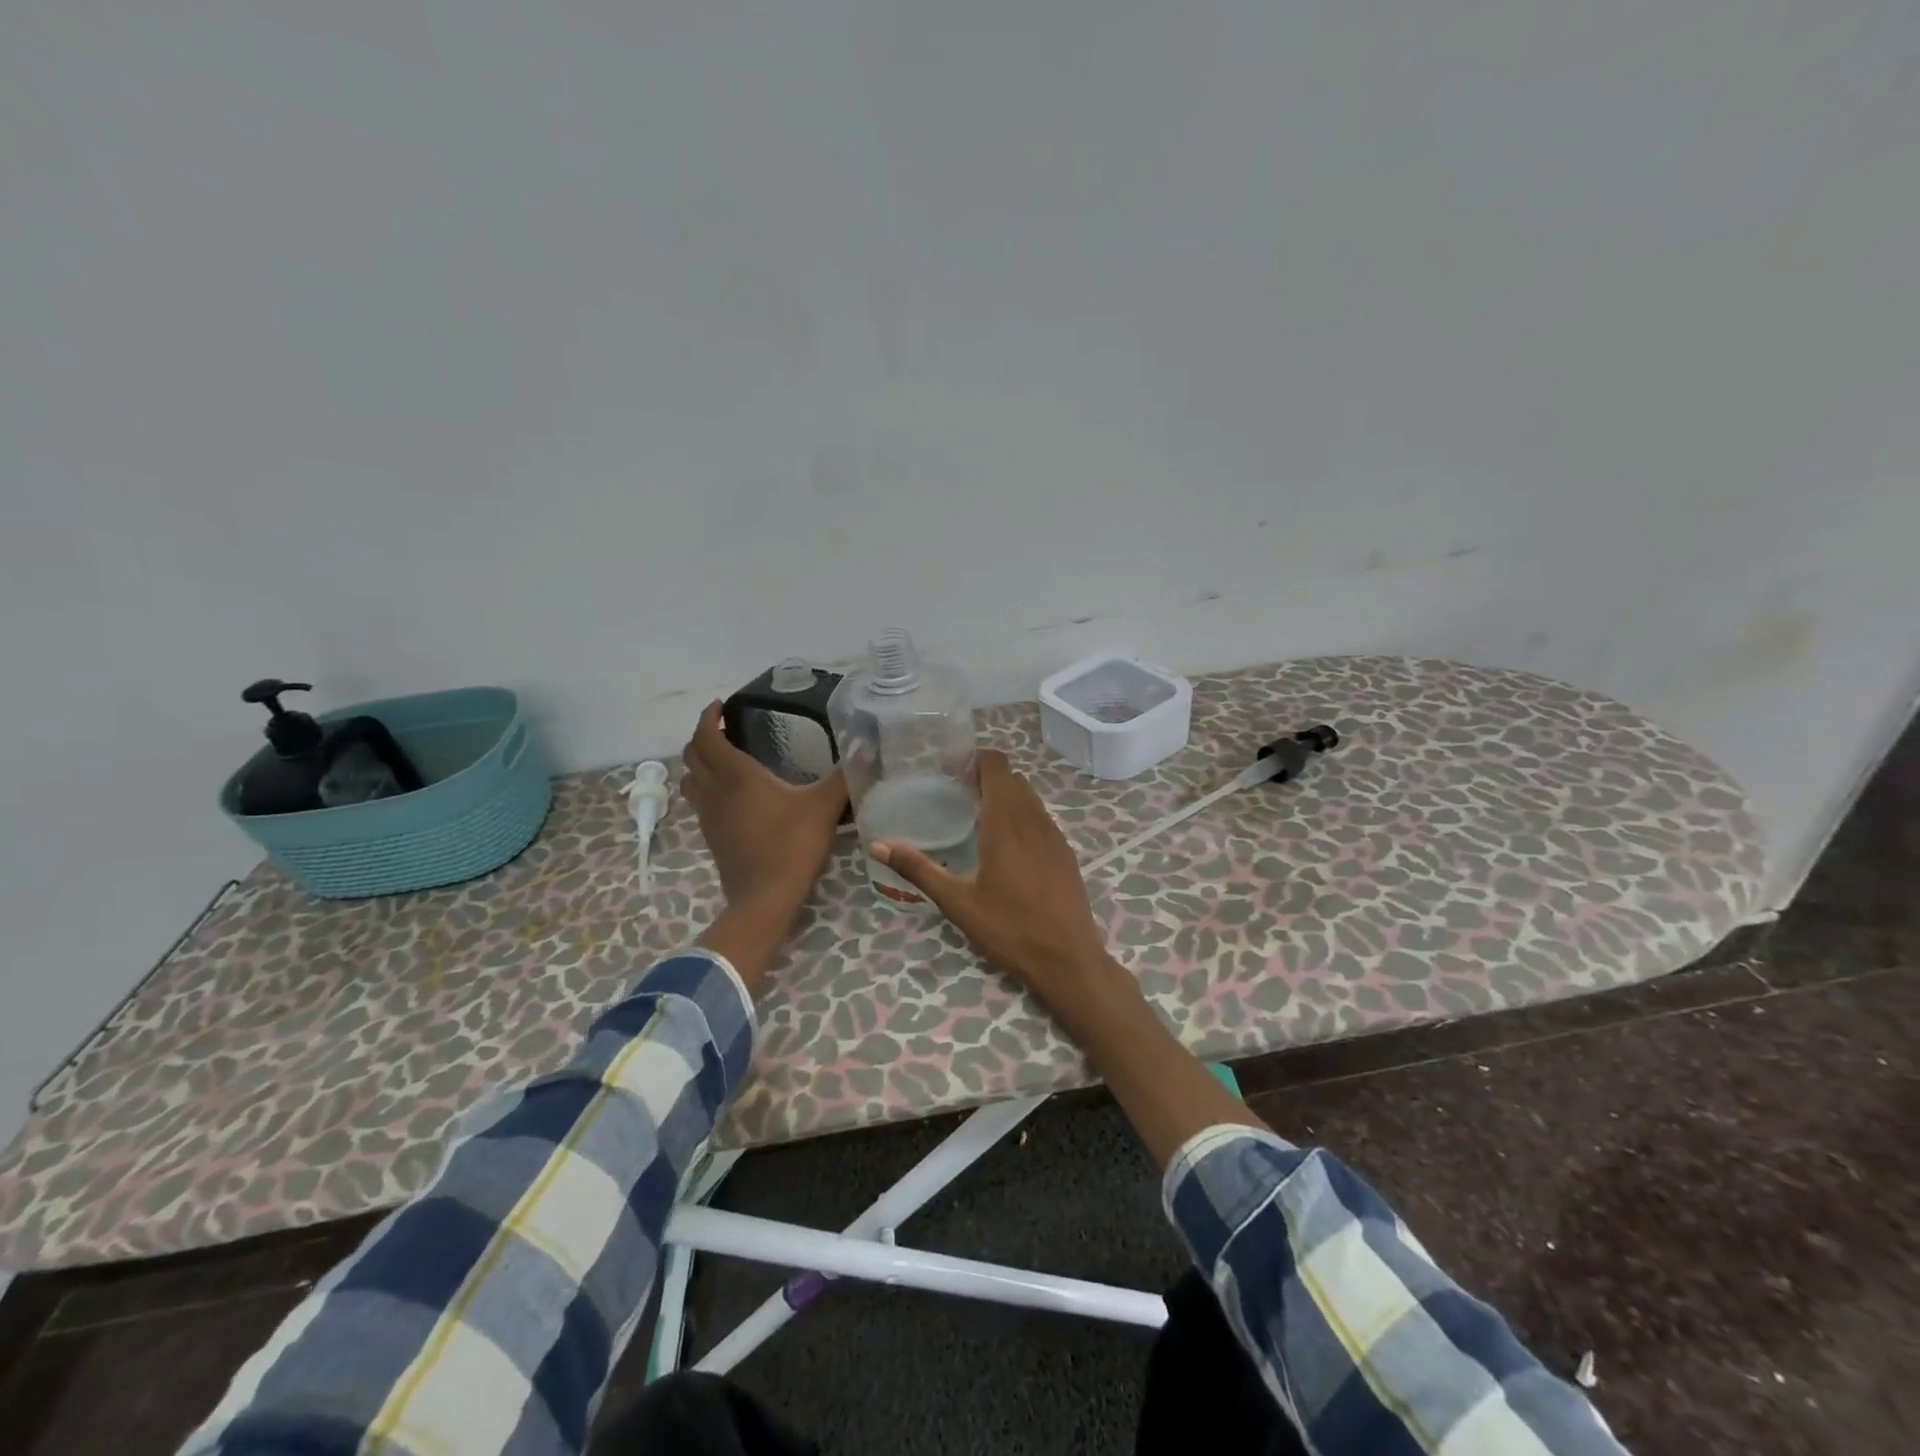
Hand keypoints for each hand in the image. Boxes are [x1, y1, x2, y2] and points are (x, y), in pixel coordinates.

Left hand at [682, 701, 847, 985]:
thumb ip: (844, 776)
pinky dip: (706, 788)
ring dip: (700, 763)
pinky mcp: (711, 837)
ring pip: (690, 780)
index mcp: (737, 776)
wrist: (765, 898)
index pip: (706, 737)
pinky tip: (731, 796)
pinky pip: (699, 802)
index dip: (707, 717)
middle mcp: (715, 791)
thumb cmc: (792, 845)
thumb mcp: (824, 807)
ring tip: (724, 758)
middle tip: (725, 729)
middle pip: (691, 756)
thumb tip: (867, 749)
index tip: (721, 706)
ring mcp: (709, 816)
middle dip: (702, 737)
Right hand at [872, 750, 1112, 1010]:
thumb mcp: (957, 901)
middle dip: (986, 777)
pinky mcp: (1065, 852)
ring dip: (1006, 796)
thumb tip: (877, 845)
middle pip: (1012, 778)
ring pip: (1030, 797)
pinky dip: (1023, 816)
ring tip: (978, 817)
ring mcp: (1054, 835)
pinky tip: (1006, 846)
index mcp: (1005, 822)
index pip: (997, 765)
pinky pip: (1042, 818)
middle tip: (957, 795)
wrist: (1068, 959)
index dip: (975, 759)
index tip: (951, 772)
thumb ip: (918, 868)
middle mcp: (1033, 819)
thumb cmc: (1009, 928)